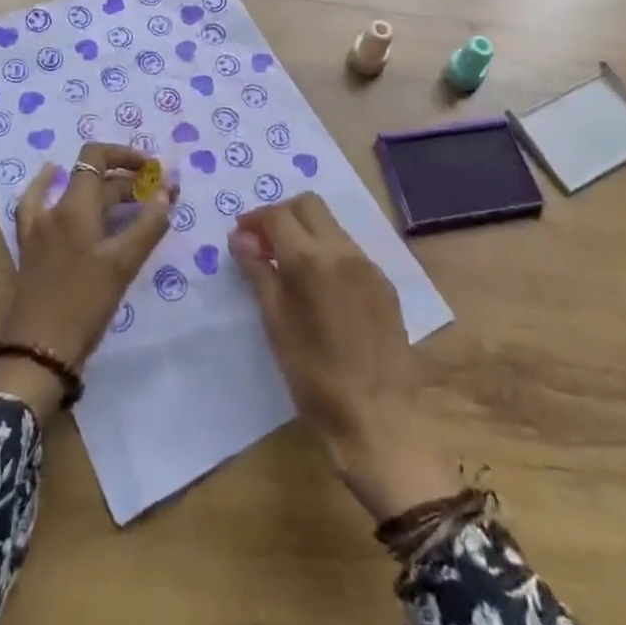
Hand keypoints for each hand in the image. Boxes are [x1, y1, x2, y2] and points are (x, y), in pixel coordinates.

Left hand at [0, 143, 172, 418]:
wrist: (38, 351)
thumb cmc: (84, 304)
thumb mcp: (123, 264)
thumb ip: (148, 225)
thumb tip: (166, 193)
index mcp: (75, 207)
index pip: (96, 156)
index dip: (125, 155)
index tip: (153, 170)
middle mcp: (53, 209)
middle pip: (92, 179)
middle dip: (127, 181)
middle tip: (158, 196)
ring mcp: (38, 228)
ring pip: (73, 194)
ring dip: (101, 190)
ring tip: (128, 197)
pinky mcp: (31, 247)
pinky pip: (40, 206)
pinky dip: (48, 189)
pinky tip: (52, 182)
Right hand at [230, 193, 459, 520]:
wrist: (379, 418)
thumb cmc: (315, 377)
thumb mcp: (276, 325)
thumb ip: (258, 273)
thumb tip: (241, 239)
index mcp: (311, 260)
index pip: (278, 215)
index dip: (255, 219)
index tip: (241, 237)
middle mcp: (343, 251)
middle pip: (309, 205)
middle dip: (282, 215)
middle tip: (263, 243)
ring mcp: (368, 266)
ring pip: (332, 226)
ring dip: (306, 232)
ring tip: (288, 265)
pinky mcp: (385, 284)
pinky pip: (350, 252)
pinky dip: (328, 253)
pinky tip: (320, 288)